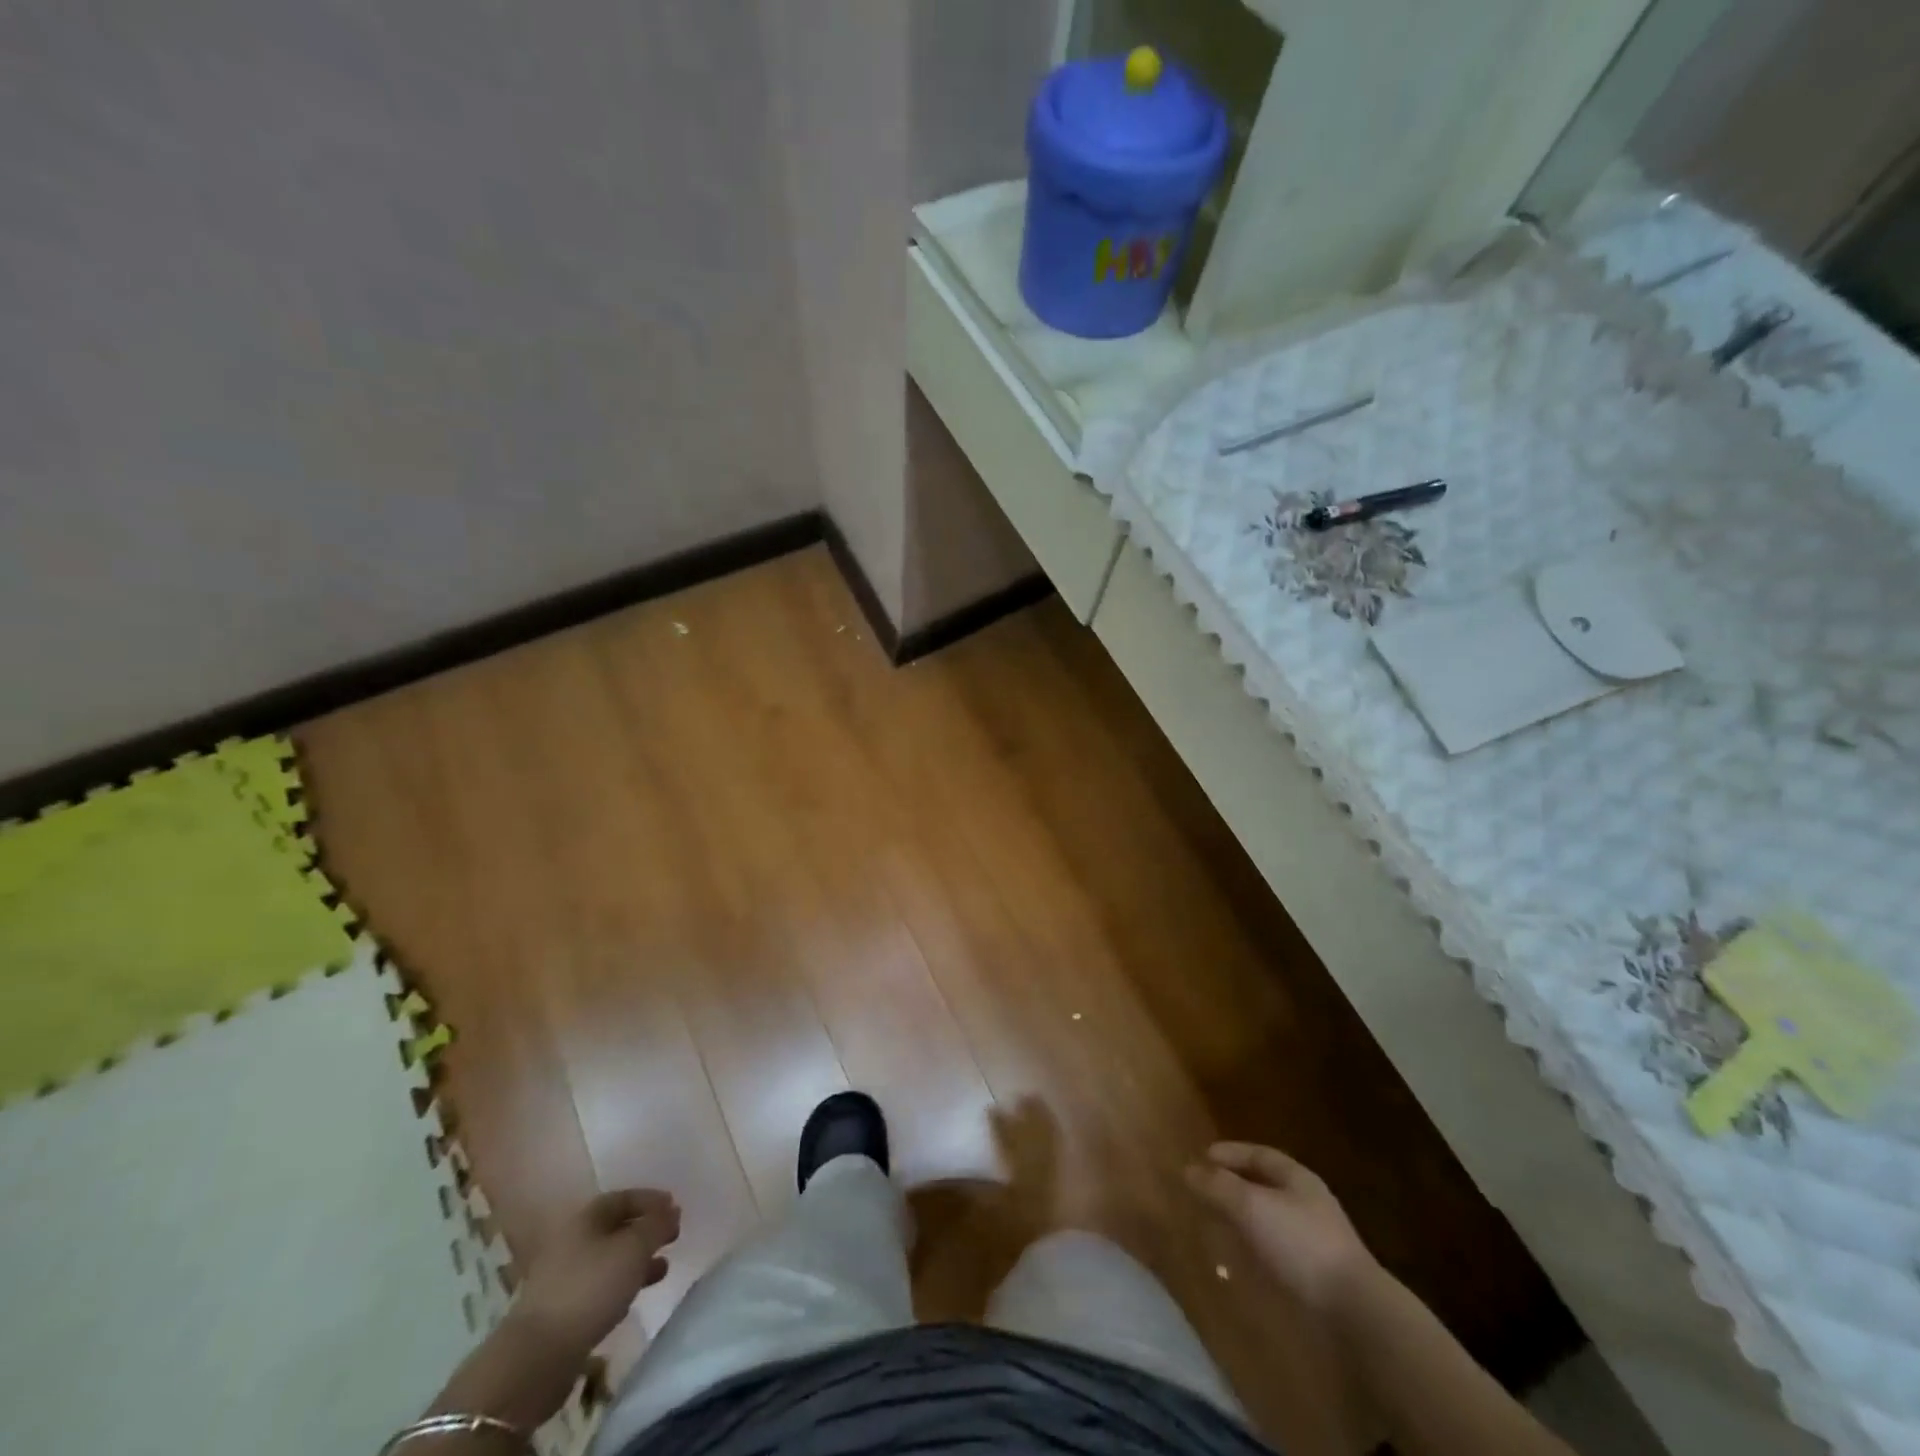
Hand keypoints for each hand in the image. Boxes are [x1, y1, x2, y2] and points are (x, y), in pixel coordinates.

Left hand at [514, 1189, 679, 1356]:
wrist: (537, 1355)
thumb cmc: (591, 1288)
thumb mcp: (634, 1249)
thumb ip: (657, 1225)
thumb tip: (671, 1210)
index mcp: (586, 1218)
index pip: (624, 1197)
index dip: (651, 1200)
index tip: (675, 1208)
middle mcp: (572, 1241)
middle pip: (616, 1227)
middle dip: (646, 1231)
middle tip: (672, 1237)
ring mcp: (564, 1277)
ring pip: (609, 1259)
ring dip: (637, 1260)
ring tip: (662, 1269)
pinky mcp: (562, 1310)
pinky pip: (599, 1286)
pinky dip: (621, 1284)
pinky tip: (634, 1296)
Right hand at [1187, 1142, 1376, 1312]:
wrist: (1354, 1312)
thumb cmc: (1300, 1244)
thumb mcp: (1251, 1206)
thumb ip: (1218, 1186)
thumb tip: (1188, 1169)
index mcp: (1297, 1178)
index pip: (1259, 1154)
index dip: (1230, 1152)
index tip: (1202, 1157)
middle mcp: (1306, 1203)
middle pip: (1263, 1185)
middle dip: (1232, 1186)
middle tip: (1202, 1190)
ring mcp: (1313, 1240)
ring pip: (1268, 1219)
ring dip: (1241, 1220)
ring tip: (1213, 1226)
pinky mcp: (1314, 1274)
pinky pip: (1275, 1251)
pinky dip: (1253, 1249)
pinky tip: (1237, 1262)